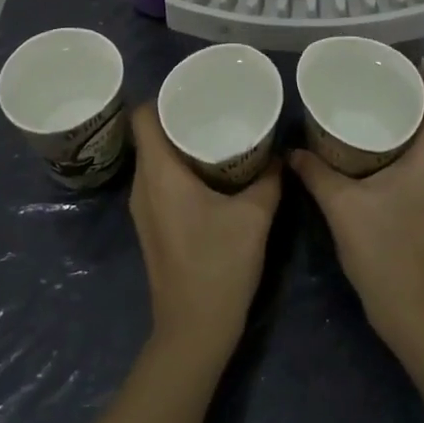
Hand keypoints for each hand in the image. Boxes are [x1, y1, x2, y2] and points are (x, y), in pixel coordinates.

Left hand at [128, 103, 281, 363]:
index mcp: (159, 174)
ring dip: (180, 144)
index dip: (163, 97)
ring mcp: (143, 209)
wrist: (193, 332)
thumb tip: (280, 153)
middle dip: (178, 117)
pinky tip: (210, 173)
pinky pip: (160, 181)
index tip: (194, 91)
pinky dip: (180, 168)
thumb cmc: (219, 267)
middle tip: (214, 107)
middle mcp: (143, 186)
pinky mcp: (152, 226)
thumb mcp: (254, 218)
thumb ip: (268, 179)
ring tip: (215, 134)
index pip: (142, 117)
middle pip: (149, 135)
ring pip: (155, 159)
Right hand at [290, 65, 423, 357]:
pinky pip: (423, 161)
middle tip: (367, 80)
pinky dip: (402, 147)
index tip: (395, 57)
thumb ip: (315, 173)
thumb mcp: (342, 207)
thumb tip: (291, 151)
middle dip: (405, 94)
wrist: (416, 314)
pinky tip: (371, 152)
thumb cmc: (384, 252)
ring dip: (403, 122)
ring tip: (366, 109)